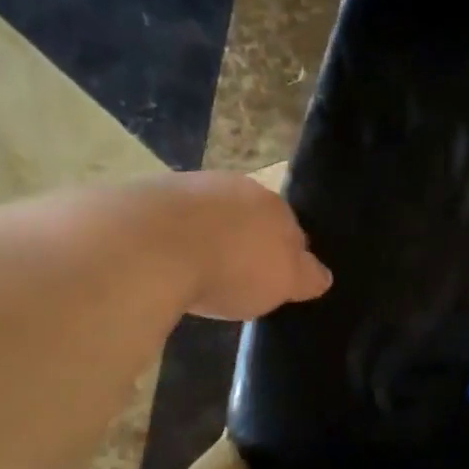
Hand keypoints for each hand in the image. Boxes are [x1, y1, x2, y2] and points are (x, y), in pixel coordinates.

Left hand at [137, 172, 332, 320]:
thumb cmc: (232, 267)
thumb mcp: (283, 282)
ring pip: (209, 214)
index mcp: (275, 205)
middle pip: (248, 217)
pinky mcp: (147, 196)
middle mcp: (235, 187)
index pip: (291, 229)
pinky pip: (170, 220)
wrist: (153, 244)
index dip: (285, 255)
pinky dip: (172, 237)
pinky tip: (164, 261)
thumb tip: (322, 275)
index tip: (274, 280)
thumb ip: (305, 277)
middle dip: (246, 240)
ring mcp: (189, 186)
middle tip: (236, 276)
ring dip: (207, 235)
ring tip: (196, 270)